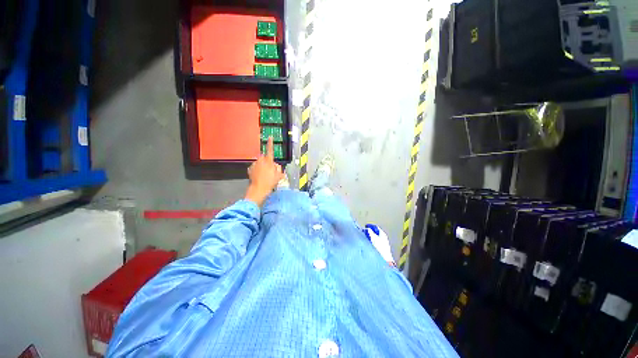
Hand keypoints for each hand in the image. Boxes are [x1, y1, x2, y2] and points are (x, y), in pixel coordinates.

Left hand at [245, 137, 283, 205]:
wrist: (258, 189)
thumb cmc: (270, 182)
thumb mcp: (279, 176)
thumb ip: (278, 168)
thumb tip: (276, 165)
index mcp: (269, 162)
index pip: (270, 150)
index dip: (270, 143)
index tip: (270, 137)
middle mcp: (261, 161)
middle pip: (265, 158)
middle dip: (267, 162)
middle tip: (271, 170)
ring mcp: (254, 165)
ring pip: (260, 162)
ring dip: (262, 166)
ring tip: (265, 175)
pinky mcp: (250, 169)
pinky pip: (255, 167)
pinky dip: (257, 170)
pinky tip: (259, 176)